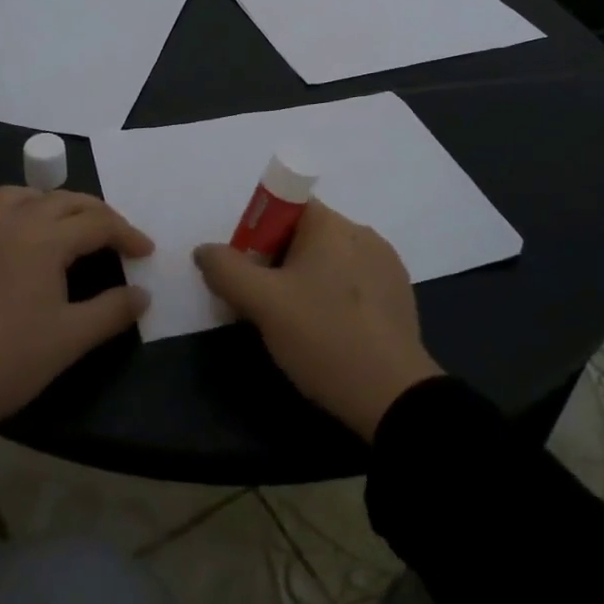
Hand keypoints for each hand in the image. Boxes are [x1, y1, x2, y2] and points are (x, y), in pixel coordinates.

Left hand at [0, 187, 152, 443]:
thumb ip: (112, 310)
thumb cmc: (7, 362)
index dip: (127, 234)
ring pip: (14, 196)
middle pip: (62, 200)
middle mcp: (9, 222)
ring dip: (44, 203)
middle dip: (94, 213)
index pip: (98, 223)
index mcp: (44, 239)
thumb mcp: (70, 340)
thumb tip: (143, 294)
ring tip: (57, 225)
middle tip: (114, 236)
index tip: (146, 252)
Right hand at [194, 201, 441, 440]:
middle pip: (305, 235)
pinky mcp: (398, 295)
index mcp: (332, 224)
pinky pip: (353, 282)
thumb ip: (226, 270)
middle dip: (276, 262)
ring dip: (304, 281)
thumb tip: (205, 250)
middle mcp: (362, 233)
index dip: (259, 232)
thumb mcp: (262, 304)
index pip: (285, 206)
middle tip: (261, 303)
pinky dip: (332, 297)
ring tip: (294, 324)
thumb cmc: (323, 337)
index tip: (249, 269)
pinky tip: (327, 333)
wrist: (394, 397)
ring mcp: (386, 264)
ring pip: (329, 261)